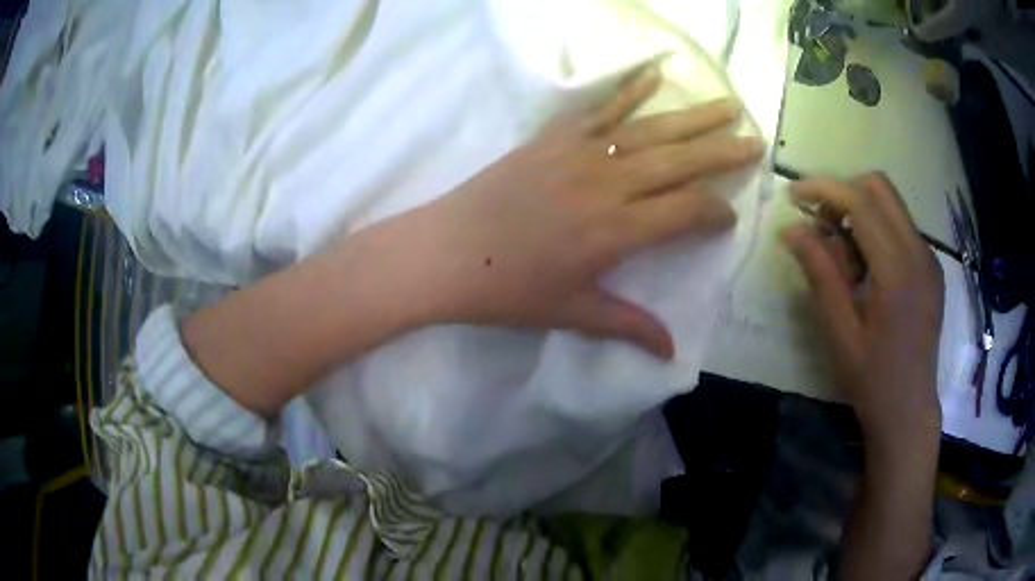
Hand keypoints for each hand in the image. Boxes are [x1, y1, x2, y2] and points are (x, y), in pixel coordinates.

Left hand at [381, 66, 763, 358]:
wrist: (445, 253)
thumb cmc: (507, 290)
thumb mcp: (572, 313)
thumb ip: (628, 327)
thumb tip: (672, 354)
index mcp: (617, 231)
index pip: (686, 212)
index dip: (714, 213)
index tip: (729, 216)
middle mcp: (608, 184)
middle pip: (680, 162)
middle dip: (723, 153)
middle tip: (757, 141)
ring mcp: (579, 153)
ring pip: (650, 131)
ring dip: (694, 118)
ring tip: (729, 106)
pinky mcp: (552, 138)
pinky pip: (599, 109)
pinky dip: (629, 90)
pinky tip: (655, 75)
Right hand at [782, 173, 943, 450]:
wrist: (910, 411)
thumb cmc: (872, 380)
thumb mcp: (840, 332)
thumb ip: (820, 274)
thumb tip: (792, 229)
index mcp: (898, 270)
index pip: (861, 202)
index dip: (824, 189)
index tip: (793, 195)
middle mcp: (919, 253)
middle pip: (880, 188)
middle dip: (844, 193)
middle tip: (820, 223)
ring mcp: (929, 259)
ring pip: (892, 205)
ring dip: (861, 212)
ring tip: (843, 254)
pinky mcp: (931, 269)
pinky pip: (901, 228)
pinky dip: (877, 230)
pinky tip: (865, 268)